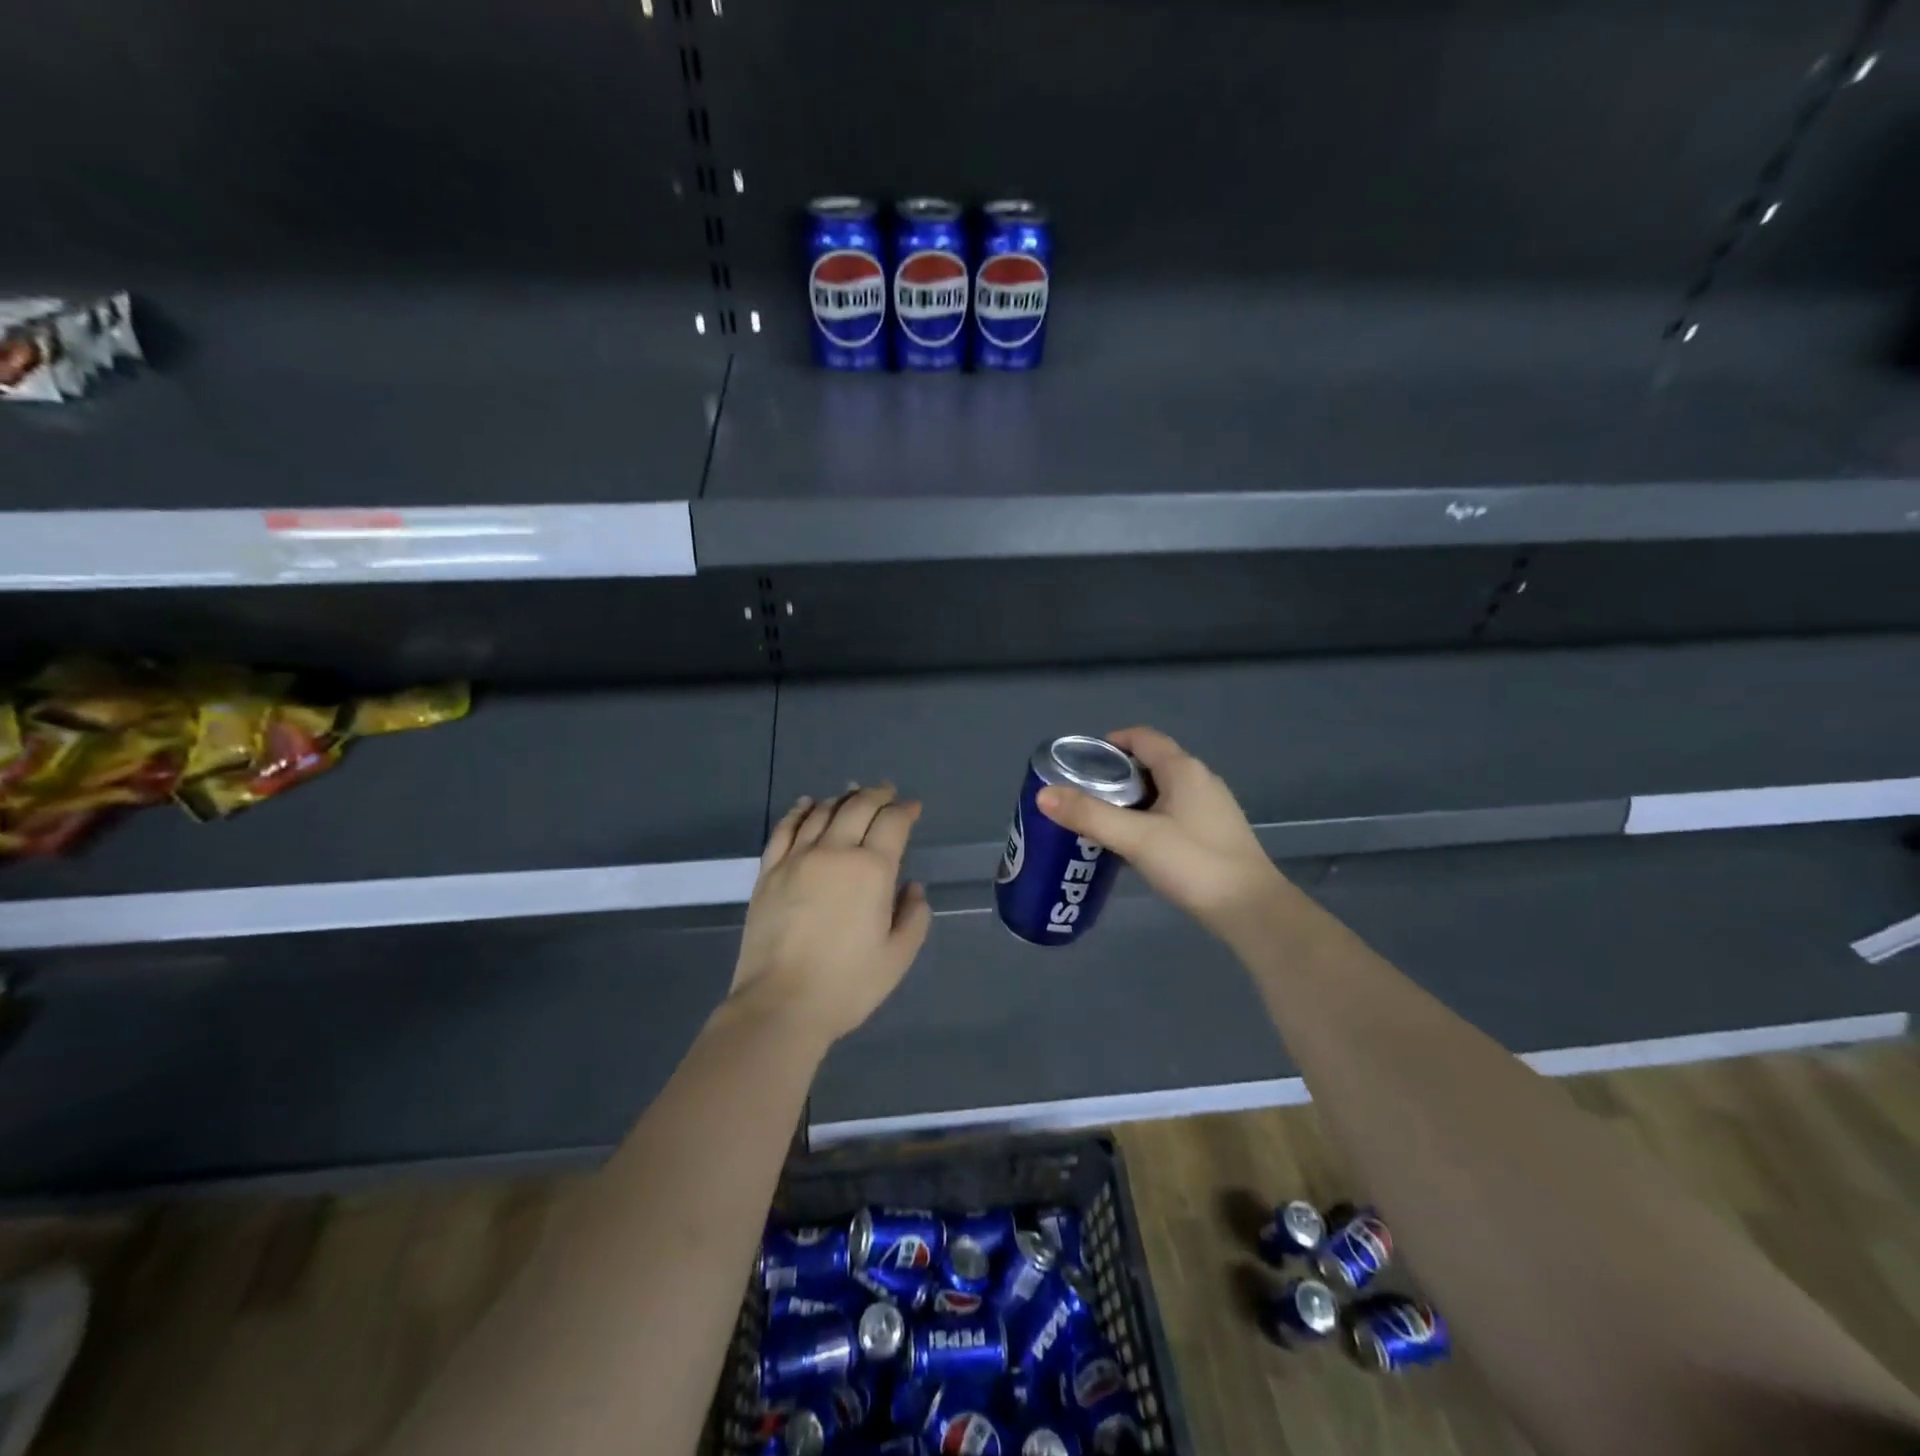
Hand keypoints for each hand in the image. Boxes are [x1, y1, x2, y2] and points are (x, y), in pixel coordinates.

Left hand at [729, 784, 931, 1044]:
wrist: (780, 1004)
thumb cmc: (847, 985)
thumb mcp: (897, 957)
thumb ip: (913, 916)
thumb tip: (912, 887)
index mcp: (871, 870)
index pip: (892, 823)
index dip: (905, 810)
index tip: (912, 807)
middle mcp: (834, 853)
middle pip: (857, 808)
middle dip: (877, 795)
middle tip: (887, 791)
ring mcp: (797, 859)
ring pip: (821, 813)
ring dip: (840, 799)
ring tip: (851, 794)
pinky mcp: (768, 872)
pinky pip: (785, 829)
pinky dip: (799, 812)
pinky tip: (806, 805)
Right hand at [1036, 727, 1284, 932]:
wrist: (1252, 910)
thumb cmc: (1194, 864)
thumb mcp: (1136, 838)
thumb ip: (1089, 815)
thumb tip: (1043, 795)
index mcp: (1183, 770)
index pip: (1143, 738)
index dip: (1111, 742)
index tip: (1080, 761)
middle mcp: (1200, 781)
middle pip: (1150, 764)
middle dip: (1115, 775)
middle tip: (1082, 794)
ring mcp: (1211, 808)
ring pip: (1162, 791)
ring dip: (1131, 800)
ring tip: (1100, 820)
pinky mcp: (1214, 834)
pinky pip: (1173, 814)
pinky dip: (1148, 819)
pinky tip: (1133, 845)